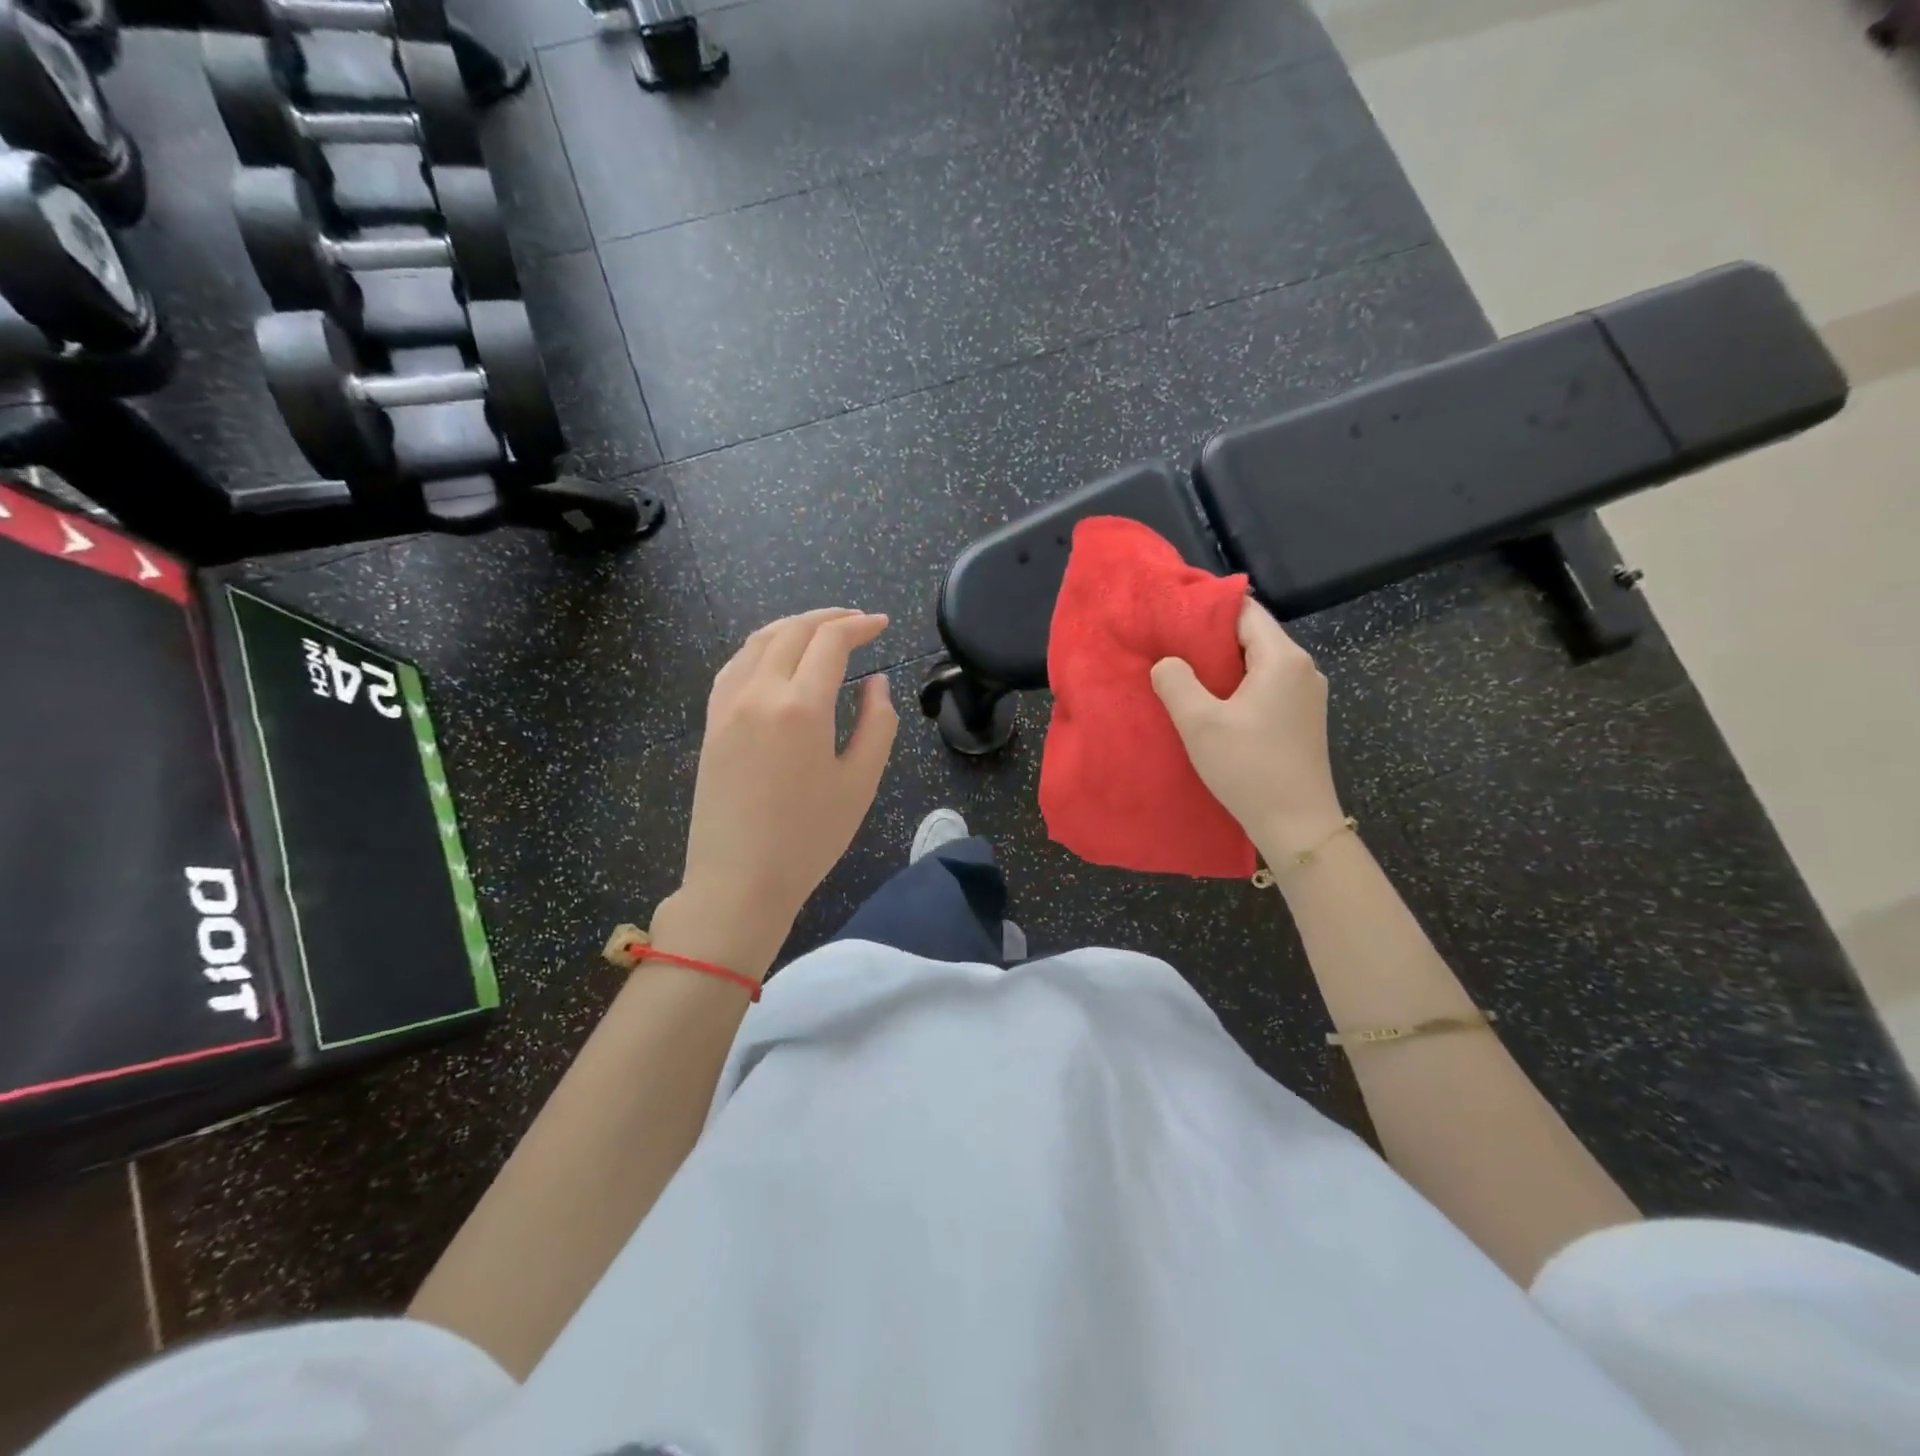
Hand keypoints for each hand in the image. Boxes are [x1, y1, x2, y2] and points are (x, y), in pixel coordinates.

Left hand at [654, 609, 897, 977]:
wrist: (738, 881)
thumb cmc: (809, 839)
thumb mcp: (860, 783)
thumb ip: (878, 723)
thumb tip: (876, 682)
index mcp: (801, 707)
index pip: (831, 642)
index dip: (860, 626)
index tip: (883, 624)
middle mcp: (759, 692)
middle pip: (793, 631)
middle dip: (829, 617)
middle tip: (858, 620)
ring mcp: (727, 705)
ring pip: (759, 641)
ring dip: (793, 626)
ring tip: (821, 630)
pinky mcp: (711, 722)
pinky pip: (735, 665)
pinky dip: (762, 647)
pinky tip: (776, 657)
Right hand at [1150, 599, 1344, 859]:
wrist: (1297, 824)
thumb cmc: (1248, 768)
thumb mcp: (1200, 723)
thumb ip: (1176, 682)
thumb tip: (1167, 662)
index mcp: (1282, 659)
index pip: (1245, 611)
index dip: (1207, 609)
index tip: (1172, 616)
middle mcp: (1302, 668)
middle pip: (1253, 635)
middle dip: (1210, 638)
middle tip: (1169, 646)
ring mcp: (1306, 694)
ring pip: (1258, 663)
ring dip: (1223, 665)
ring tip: (1184, 674)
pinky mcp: (1302, 718)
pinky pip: (1266, 686)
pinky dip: (1238, 686)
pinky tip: (1212, 704)